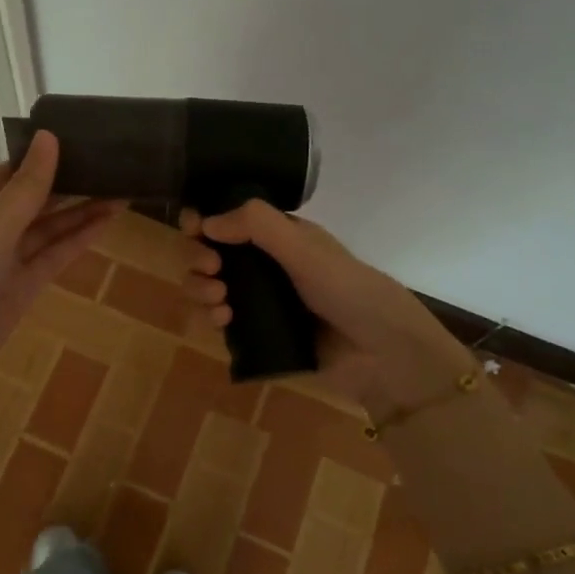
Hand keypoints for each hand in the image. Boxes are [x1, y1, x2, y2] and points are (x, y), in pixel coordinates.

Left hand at [0, 131, 114, 393]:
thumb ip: (25, 190)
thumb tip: (50, 136)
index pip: (14, 170)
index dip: (48, 155)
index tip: (87, 138)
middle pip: (36, 197)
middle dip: (71, 181)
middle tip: (117, 162)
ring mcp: (6, 258)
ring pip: (49, 227)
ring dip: (82, 210)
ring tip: (123, 188)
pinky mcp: (21, 287)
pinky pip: (54, 255)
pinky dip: (78, 239)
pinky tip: (106, 221)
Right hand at [180, 200, 473, 416]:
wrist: (380, 353)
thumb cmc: (347, 290)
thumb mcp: (304, 248)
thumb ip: (256, 225)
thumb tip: (206, 221)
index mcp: (280, 236)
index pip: (230, 220)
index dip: (205, 221)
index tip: (194, 229)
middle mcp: (266, 265)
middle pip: (211, 253)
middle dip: (199, 256)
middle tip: (211, 268)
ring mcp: (260, 301)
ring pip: (211, 286)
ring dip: (201, 287)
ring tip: (218, 299)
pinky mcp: (257, 334)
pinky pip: (221, 320)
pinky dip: (213, 315)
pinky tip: (223, 320)